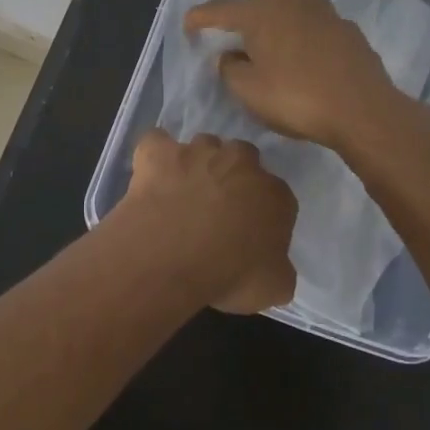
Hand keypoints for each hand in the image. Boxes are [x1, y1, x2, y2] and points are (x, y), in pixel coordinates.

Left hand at [114, 129, 296, 313]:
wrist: (170, 256)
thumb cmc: (229, 276)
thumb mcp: (274, 288)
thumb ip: (279, 267)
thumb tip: (272, 262)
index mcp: (274, 194)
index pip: (277, 197)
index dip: (262, 214)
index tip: (249, 234)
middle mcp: (240, 161)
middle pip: (242, 159)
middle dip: (232, 177)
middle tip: (216, 209)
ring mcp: (197, 151)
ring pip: (203, 145)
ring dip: (197, 163)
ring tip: (182, 193)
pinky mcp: (158, 152)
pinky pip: (157, 142)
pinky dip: (155, 154)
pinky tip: (151, 173)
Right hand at [184, 0, 429, 150]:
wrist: (363, 111)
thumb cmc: (296, 98)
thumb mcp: (248, 92)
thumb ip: (230, 69)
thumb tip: (230, 56)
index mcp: (262, 14)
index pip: (222, 9)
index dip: (201, 17)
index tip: (188, 25)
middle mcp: (294, 3)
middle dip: (254, 4)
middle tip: (248, 33)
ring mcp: (326, 14)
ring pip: (299, 1)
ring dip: (284, 15)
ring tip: (278, 44)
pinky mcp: (350, 32)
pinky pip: (320, 23)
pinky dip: (308, 34)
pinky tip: (308, 59)